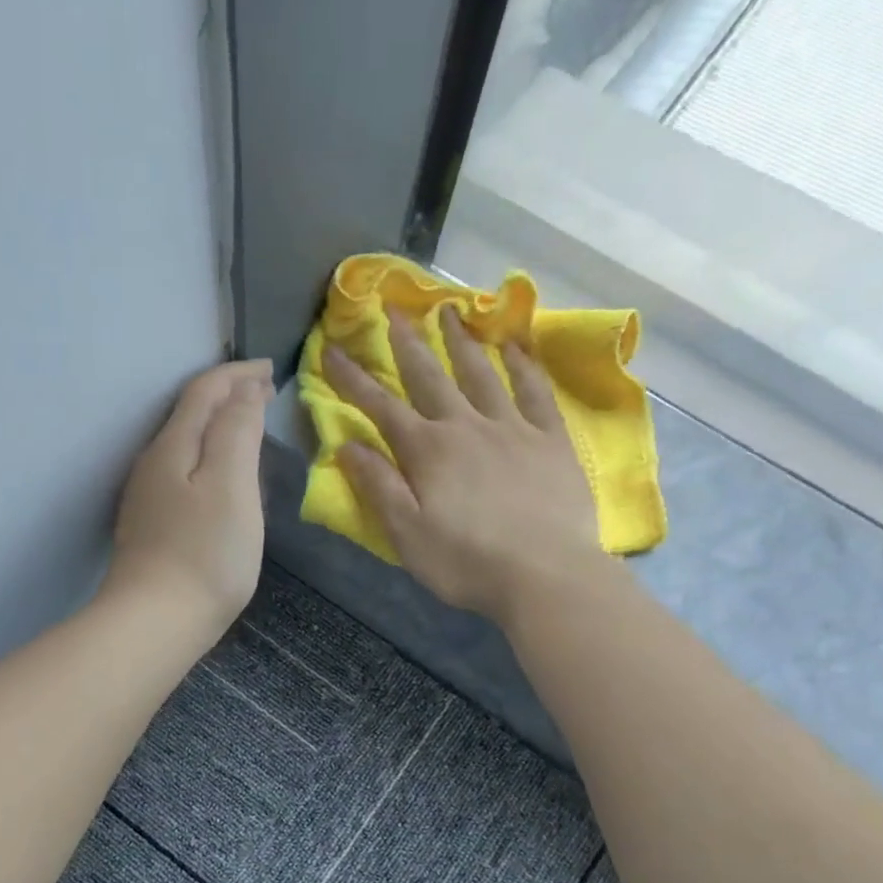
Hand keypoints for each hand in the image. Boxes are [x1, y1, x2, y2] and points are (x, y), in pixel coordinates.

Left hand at [104, 359, 271, 643]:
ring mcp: (148, 498)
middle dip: (228, 396)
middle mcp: (153, 464)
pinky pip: (182, 474)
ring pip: (185, 445)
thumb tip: (244, 391)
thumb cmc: (205, 554)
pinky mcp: (151, 528)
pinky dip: (208, 459)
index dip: (238, 374)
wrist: (155, 622)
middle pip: (190, 414)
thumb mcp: (231, 484)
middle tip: (264, 393)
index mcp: (173, 446)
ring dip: (217, 427)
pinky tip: (222, 479)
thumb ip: (238, 431)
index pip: (204, 391)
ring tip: (248, 427)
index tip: (271, 370)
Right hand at [325, 305, 608, 621]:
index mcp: (428, 451)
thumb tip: (346, 445)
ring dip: (460, 341)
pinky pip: (536, 392)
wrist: (546, 575)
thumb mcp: (407, 534)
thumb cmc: (467, 562)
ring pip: (481, 374)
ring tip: (449, 309)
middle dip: (406, 342)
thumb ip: (378, 486)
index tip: (331, 350)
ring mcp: (513, 428)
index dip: (352, 379)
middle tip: (392, 307)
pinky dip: (524, 366)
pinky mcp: (551, 440)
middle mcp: (466, 427)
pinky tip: (515, 346)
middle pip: (430, 376)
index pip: (381, 407)